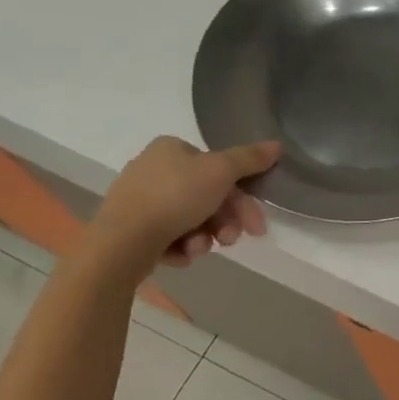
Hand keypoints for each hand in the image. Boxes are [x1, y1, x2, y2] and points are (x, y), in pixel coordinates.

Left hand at [89, 136, 280, 267]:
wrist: (121, 243)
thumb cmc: (175, 197)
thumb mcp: (221, 171)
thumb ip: (250, 159)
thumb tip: (277, 145)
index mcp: (172, 149)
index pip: (218, 168)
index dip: (241, 195)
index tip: (254, 221)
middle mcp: (153, 169)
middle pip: (207, 195)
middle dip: (225, 221)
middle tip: (234, 239)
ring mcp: (139, 200)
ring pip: (191, 219)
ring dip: (205, 236)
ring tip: (201, 249)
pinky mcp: (131, 228)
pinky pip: (169, 236)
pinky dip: (181, 246)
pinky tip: (181, 254)